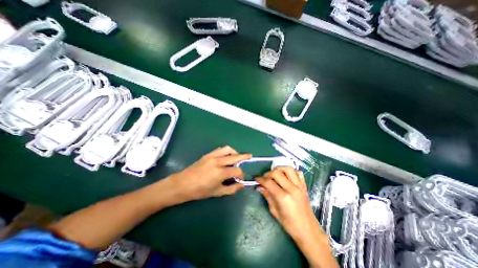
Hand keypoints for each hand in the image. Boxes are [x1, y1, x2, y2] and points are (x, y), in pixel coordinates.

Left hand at [167, 146, 251, 202]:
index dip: (241, 174)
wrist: (183, 184)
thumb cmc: (200, 191)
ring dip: (234, 152)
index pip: (237, 170)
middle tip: (250, 156)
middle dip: (244, 156)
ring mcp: (212, 156)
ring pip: (228, 149)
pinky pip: (220, 149)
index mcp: (220, 172)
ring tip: (237, 157)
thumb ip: (232, 188)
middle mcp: (218, 161)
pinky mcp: (208, 154)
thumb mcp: (217, 192)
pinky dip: (226, 151)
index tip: (241, 178)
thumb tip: (241, 185)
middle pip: (235, 156)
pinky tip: (227, 157)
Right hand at [256, 168, 318, 240]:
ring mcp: (299, 186)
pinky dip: (291, 172)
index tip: (256, 179)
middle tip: (265, 178)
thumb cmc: (290, 224)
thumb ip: (267, 196)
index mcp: (284, 197)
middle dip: (268, 173)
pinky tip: (286, 176)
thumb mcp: (274, 211)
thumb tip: (259, 187)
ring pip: (288, 169)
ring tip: (275, 174)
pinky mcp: (304, 186)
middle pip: (277, 172)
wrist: (308, 230)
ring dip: (279, 169)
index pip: (269, 182)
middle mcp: (292, 188)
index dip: (260, 179)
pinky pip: (298, 172)